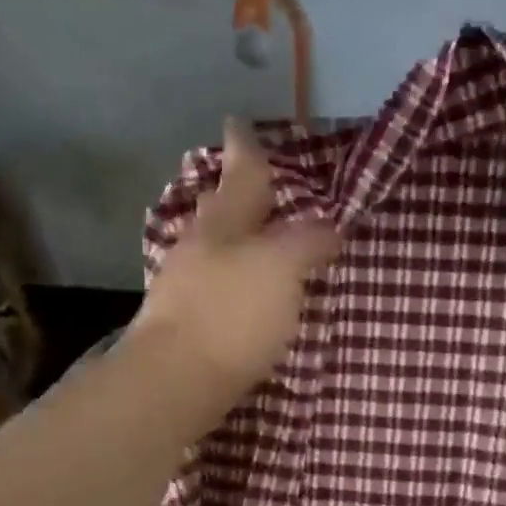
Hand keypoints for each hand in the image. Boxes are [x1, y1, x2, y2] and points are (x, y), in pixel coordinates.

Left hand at [130, 119, 340, 403]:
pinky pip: (216, 290)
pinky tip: (244, 297)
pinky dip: (232, 283)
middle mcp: (199, 249)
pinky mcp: (186, 329)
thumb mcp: (281, 268)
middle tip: (252, 182)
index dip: (246, 149)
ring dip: (234, 242)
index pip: (240, 174)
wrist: (176, 382)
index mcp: (222, 224)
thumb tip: (329, 226)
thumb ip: (307, 242)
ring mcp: (186, 290)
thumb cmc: (231, 315)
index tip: (239, 123)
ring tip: (258, 241)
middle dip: (235, 194)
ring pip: (214, 252)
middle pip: (220, 211)